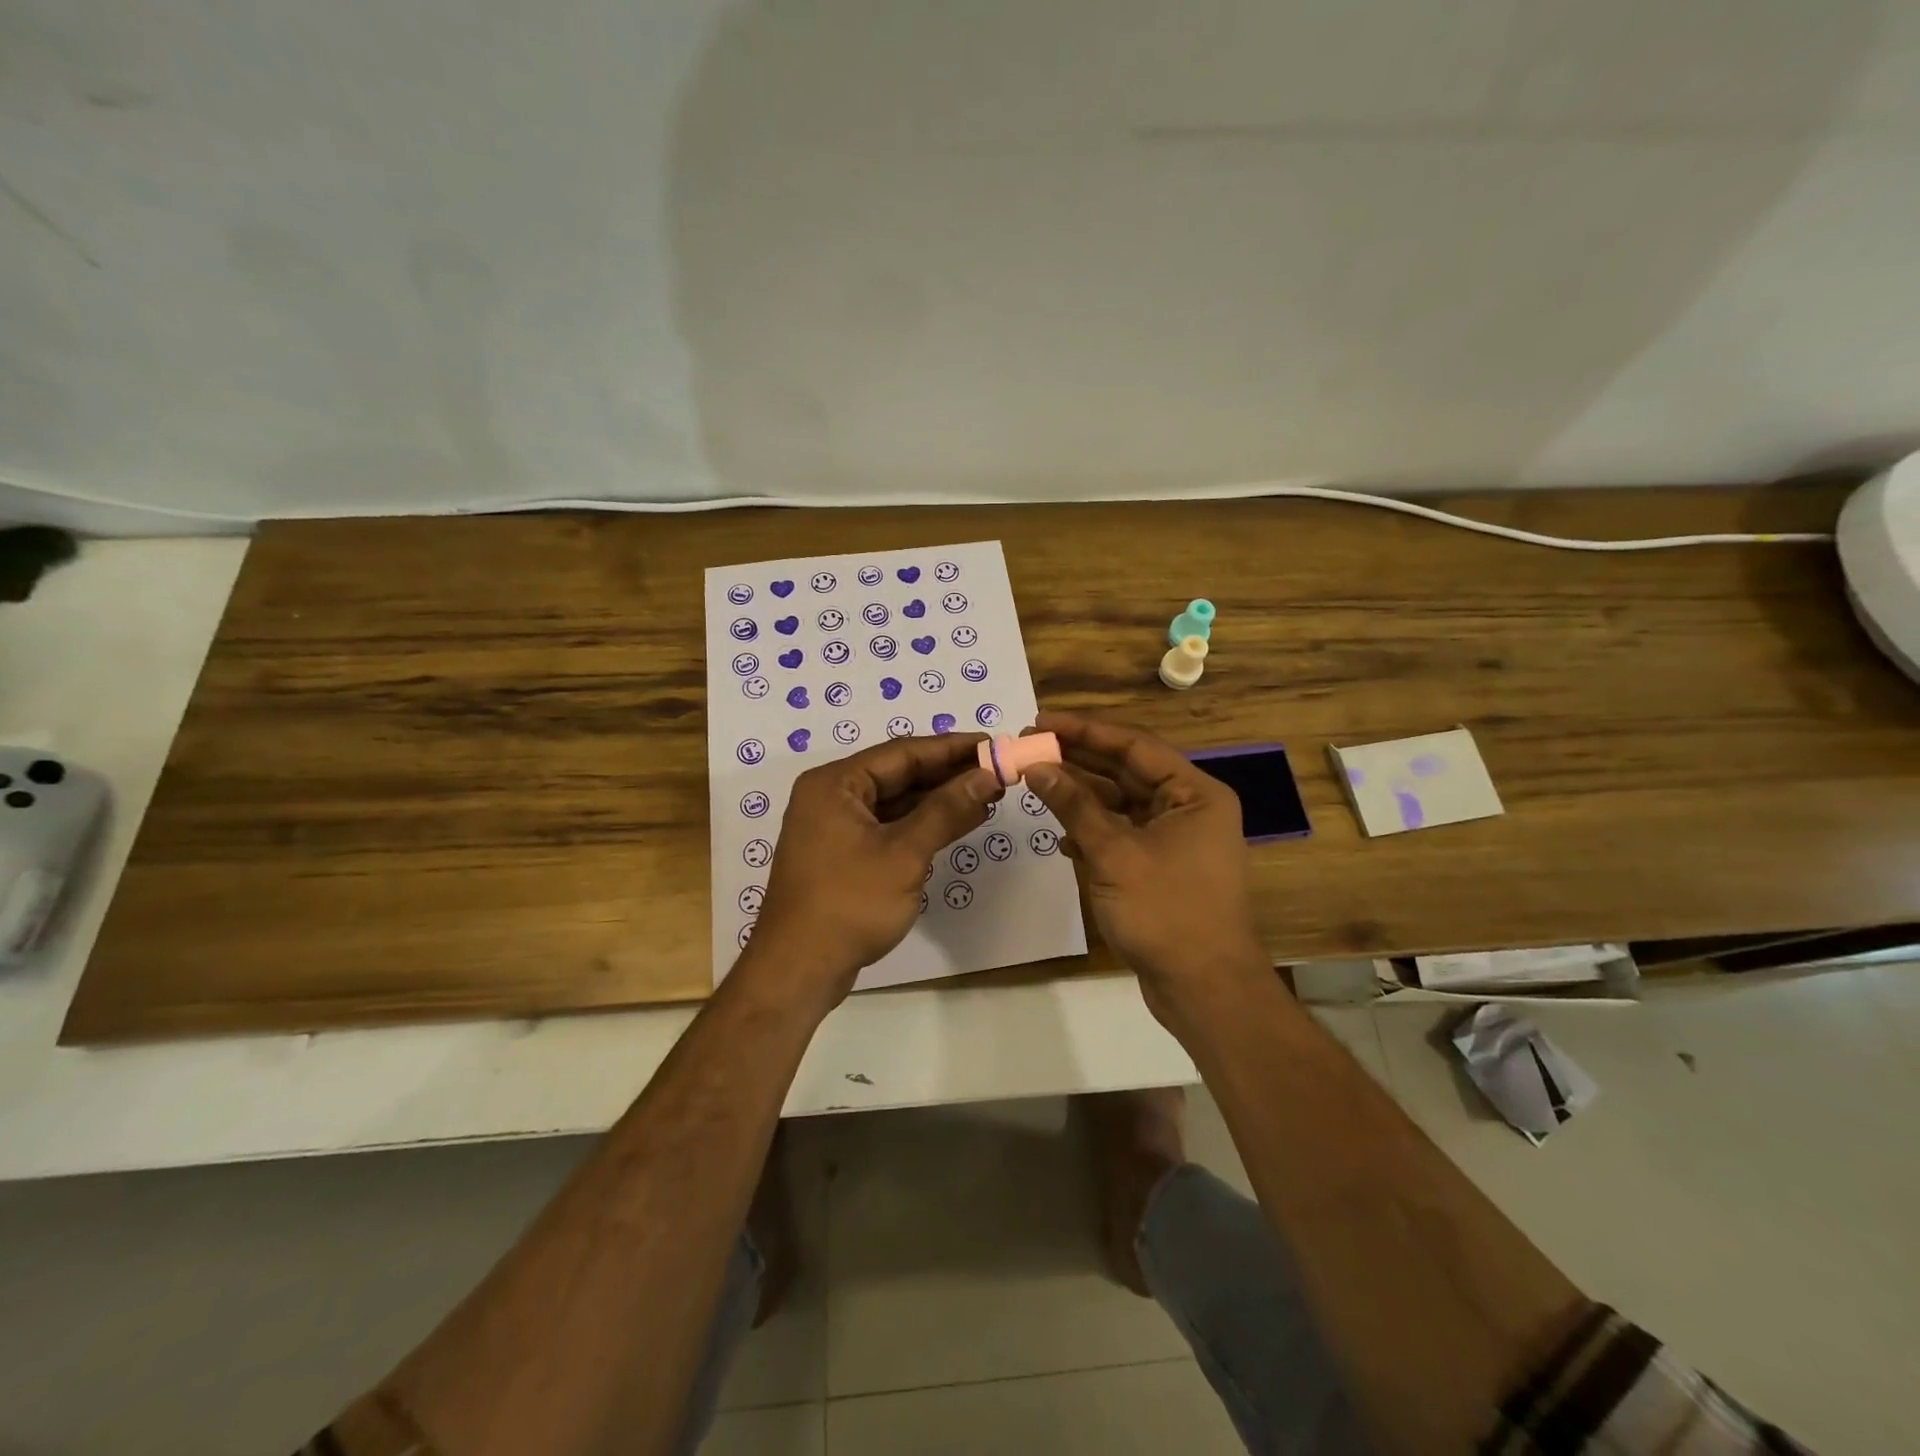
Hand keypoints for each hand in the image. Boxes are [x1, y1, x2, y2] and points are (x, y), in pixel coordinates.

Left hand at [745, 733, 1000, 1006]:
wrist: (798, 969)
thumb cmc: (849, 904)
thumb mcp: (904, 853)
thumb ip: (947, 810)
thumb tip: (988, 776)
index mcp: (835, 783)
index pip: (902, 753)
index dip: (951, 748)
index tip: (993, 745)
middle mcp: (831, 796)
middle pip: (898, 774)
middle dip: (948, 775)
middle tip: (997, 772)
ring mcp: (836, 827)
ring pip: (896, 802)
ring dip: (939, 800)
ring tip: (988, 796)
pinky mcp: (844, 854)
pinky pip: (889, 827)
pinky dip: (922, 825)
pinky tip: (959, 823)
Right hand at [1023, 712, 1266, 1008]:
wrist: (1203, 988)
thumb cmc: (1165, 912)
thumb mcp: (1113, 853)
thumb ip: (1074, 806)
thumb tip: (1036, 766)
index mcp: (1194, 794)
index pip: (1134, 746)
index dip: (1085, 731)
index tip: (1041, 721)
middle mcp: (1188, 808)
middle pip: (1126, 771)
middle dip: (1079, 761)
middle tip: (1031, 746)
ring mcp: (1175, 839)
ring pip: (1120, 804)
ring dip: (1081, 798)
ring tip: (1037, 784)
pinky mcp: (1160, 867)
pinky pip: (1121, 835)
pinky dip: (1092, 833)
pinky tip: (1063, 838)